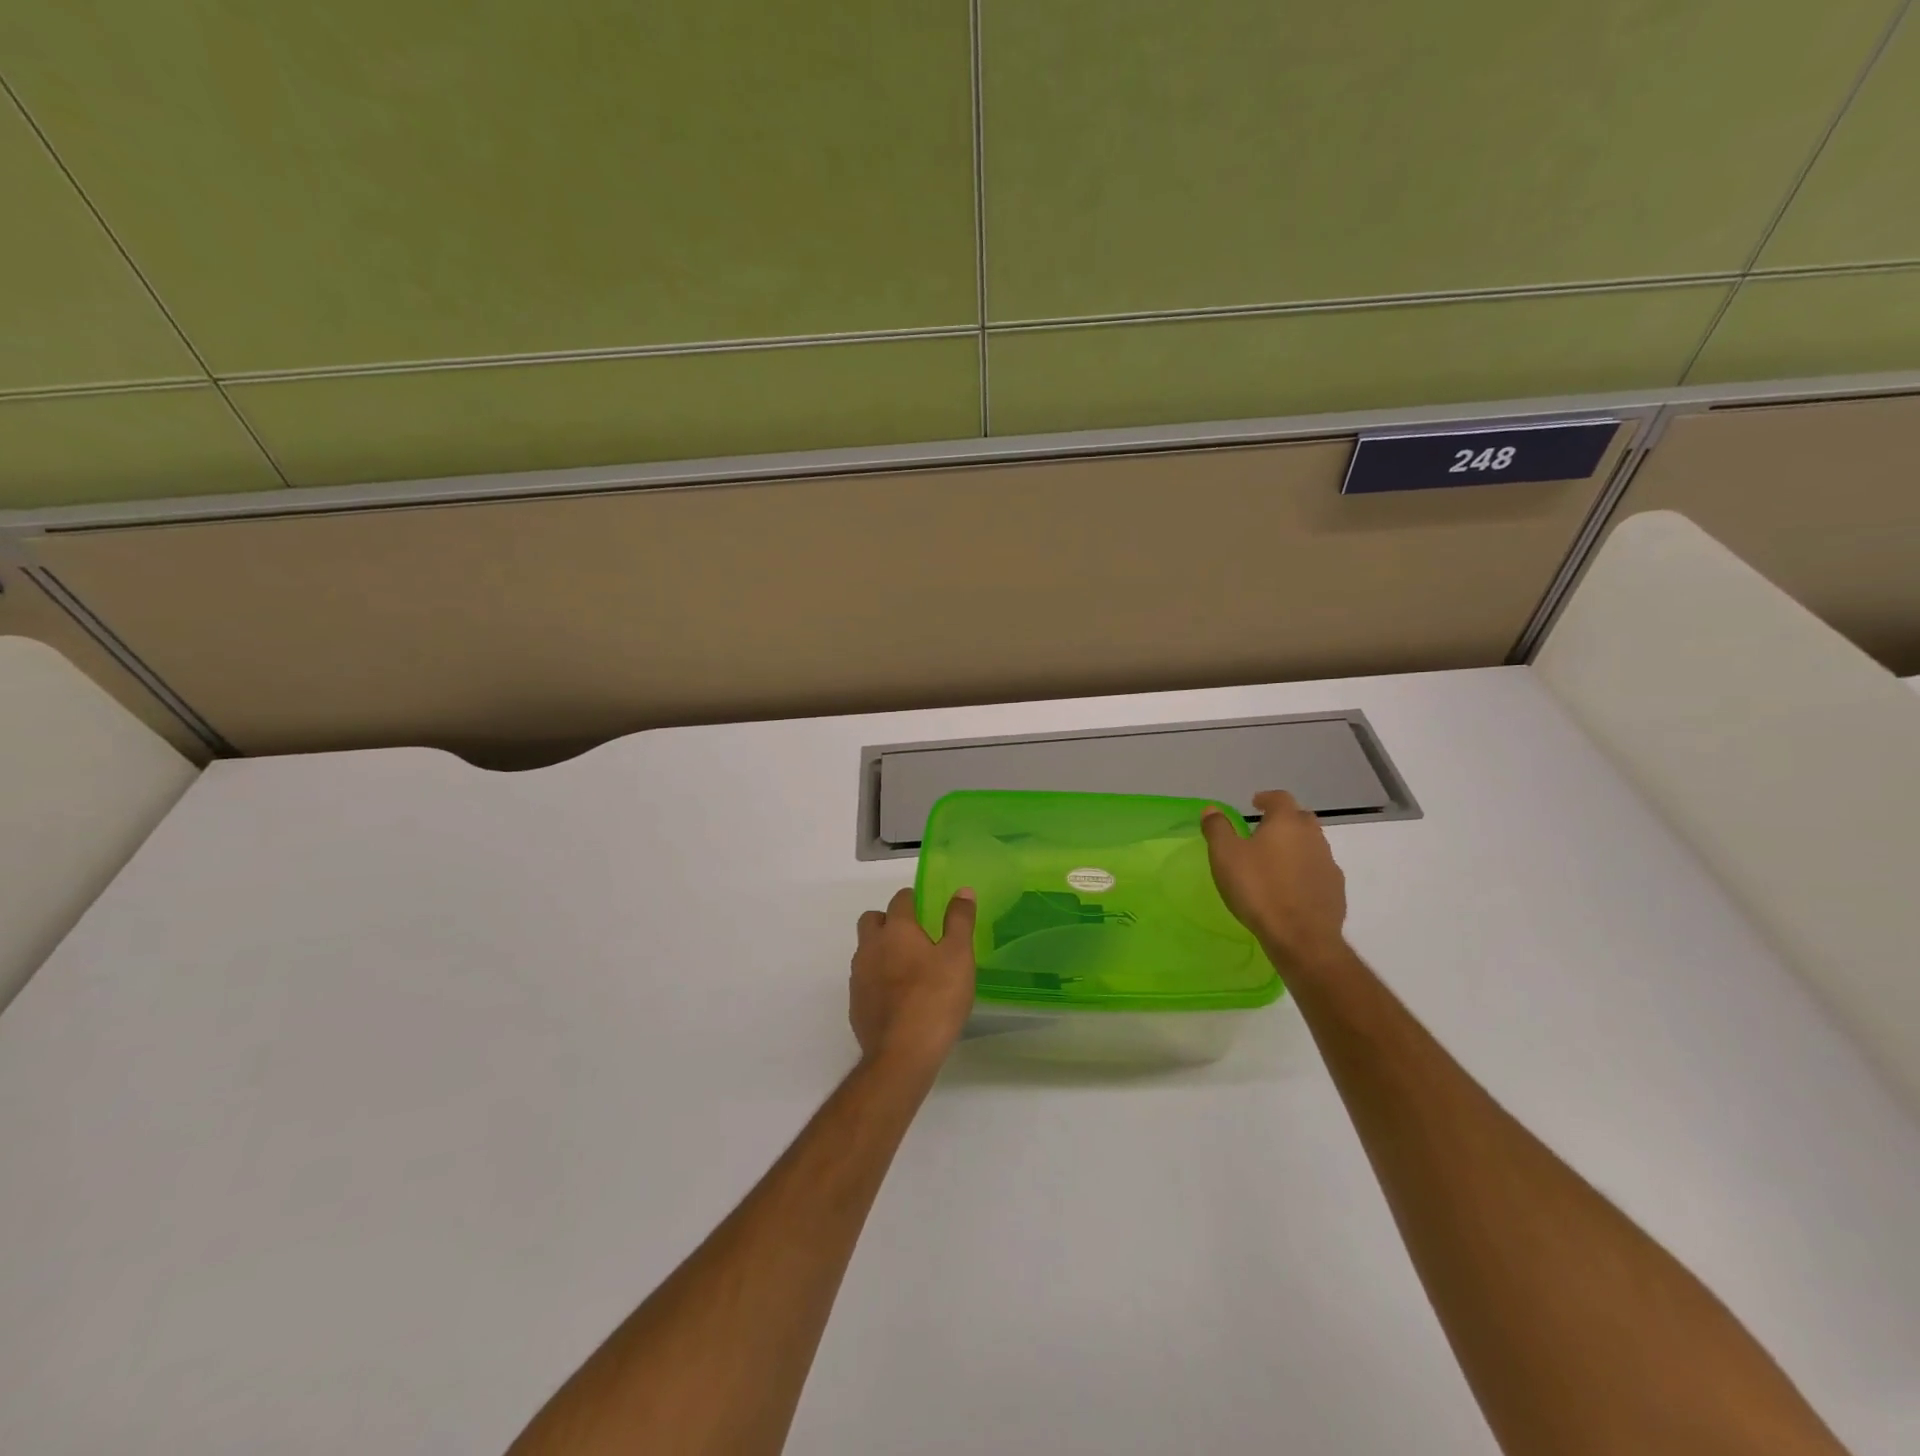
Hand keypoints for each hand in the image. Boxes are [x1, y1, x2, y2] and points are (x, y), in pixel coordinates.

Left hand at [850, 887, 977, 1073]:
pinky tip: (898, 998)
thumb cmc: (936, 999)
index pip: (900, 900)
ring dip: (881, 950)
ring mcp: (858, 976)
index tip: (927, 909)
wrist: (902, 1055)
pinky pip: (864, 979)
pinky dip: (877, 979)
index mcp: (896, 930)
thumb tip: (962, 891)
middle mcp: (871, 946)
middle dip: (888, 920)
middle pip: (872, 920)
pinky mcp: (855, 1004)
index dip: (913, 900)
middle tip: (914, 936)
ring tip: (908, 968)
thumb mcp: (959, 956)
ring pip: (866, 950)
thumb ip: (959, 921)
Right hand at [1201, 790, 1347, 969]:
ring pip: (1312, 845)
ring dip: (1295, 846)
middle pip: (1301, 818)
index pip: (1280, 798)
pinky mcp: (1335, 890)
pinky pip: (1318, 871)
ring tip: (1275, 861)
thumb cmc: (1258, 889)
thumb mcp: (1225, 856)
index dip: (1266, 798)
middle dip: (1284, 820)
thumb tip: (1212, 809)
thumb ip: (1218, 828)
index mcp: (1286, 823)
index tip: (1255, 803)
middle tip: (1264, 831)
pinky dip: (1305, 871)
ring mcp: (1328, 864)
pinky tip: (1291, 887)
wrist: (1301, 937)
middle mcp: (1313, 837)